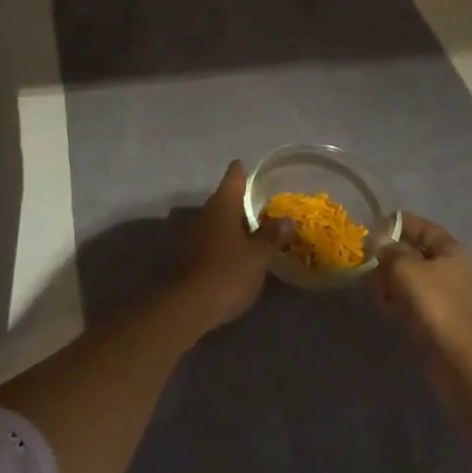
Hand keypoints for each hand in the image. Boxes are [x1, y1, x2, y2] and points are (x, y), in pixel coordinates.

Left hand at [176, 161, 272, 332]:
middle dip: (240, 202)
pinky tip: (234, 253)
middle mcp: (204, 213)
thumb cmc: (228, 273)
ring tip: (251, 231)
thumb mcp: (258, 256)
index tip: (248, 166)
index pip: (233, 177)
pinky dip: (222, 242)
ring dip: (230, 224)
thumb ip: (272, 236)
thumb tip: (287, 219)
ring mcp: (191, 234)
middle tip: (260, 205)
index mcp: (222, 206)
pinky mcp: (185, 256)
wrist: (187, 306)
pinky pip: (208, 240)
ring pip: (215, 221)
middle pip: (223, 200)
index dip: (241, 171)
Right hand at [374, 213, 471, 364]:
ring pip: (409, 278)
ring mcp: (443, 295)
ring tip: (372, 285)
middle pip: (414, 253)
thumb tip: (381, 246)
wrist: (456, 356)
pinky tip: (382, 305)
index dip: (398, 223)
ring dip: (390, 280)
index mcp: (450, 250)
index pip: (422, 226)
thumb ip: (389, 250)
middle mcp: (449, 268)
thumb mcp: (405, 267)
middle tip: (367, 259)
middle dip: (390, 255)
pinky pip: (409, 300)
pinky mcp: (435, 318)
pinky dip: (395, 300)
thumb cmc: (433, 302)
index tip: (373, 225)